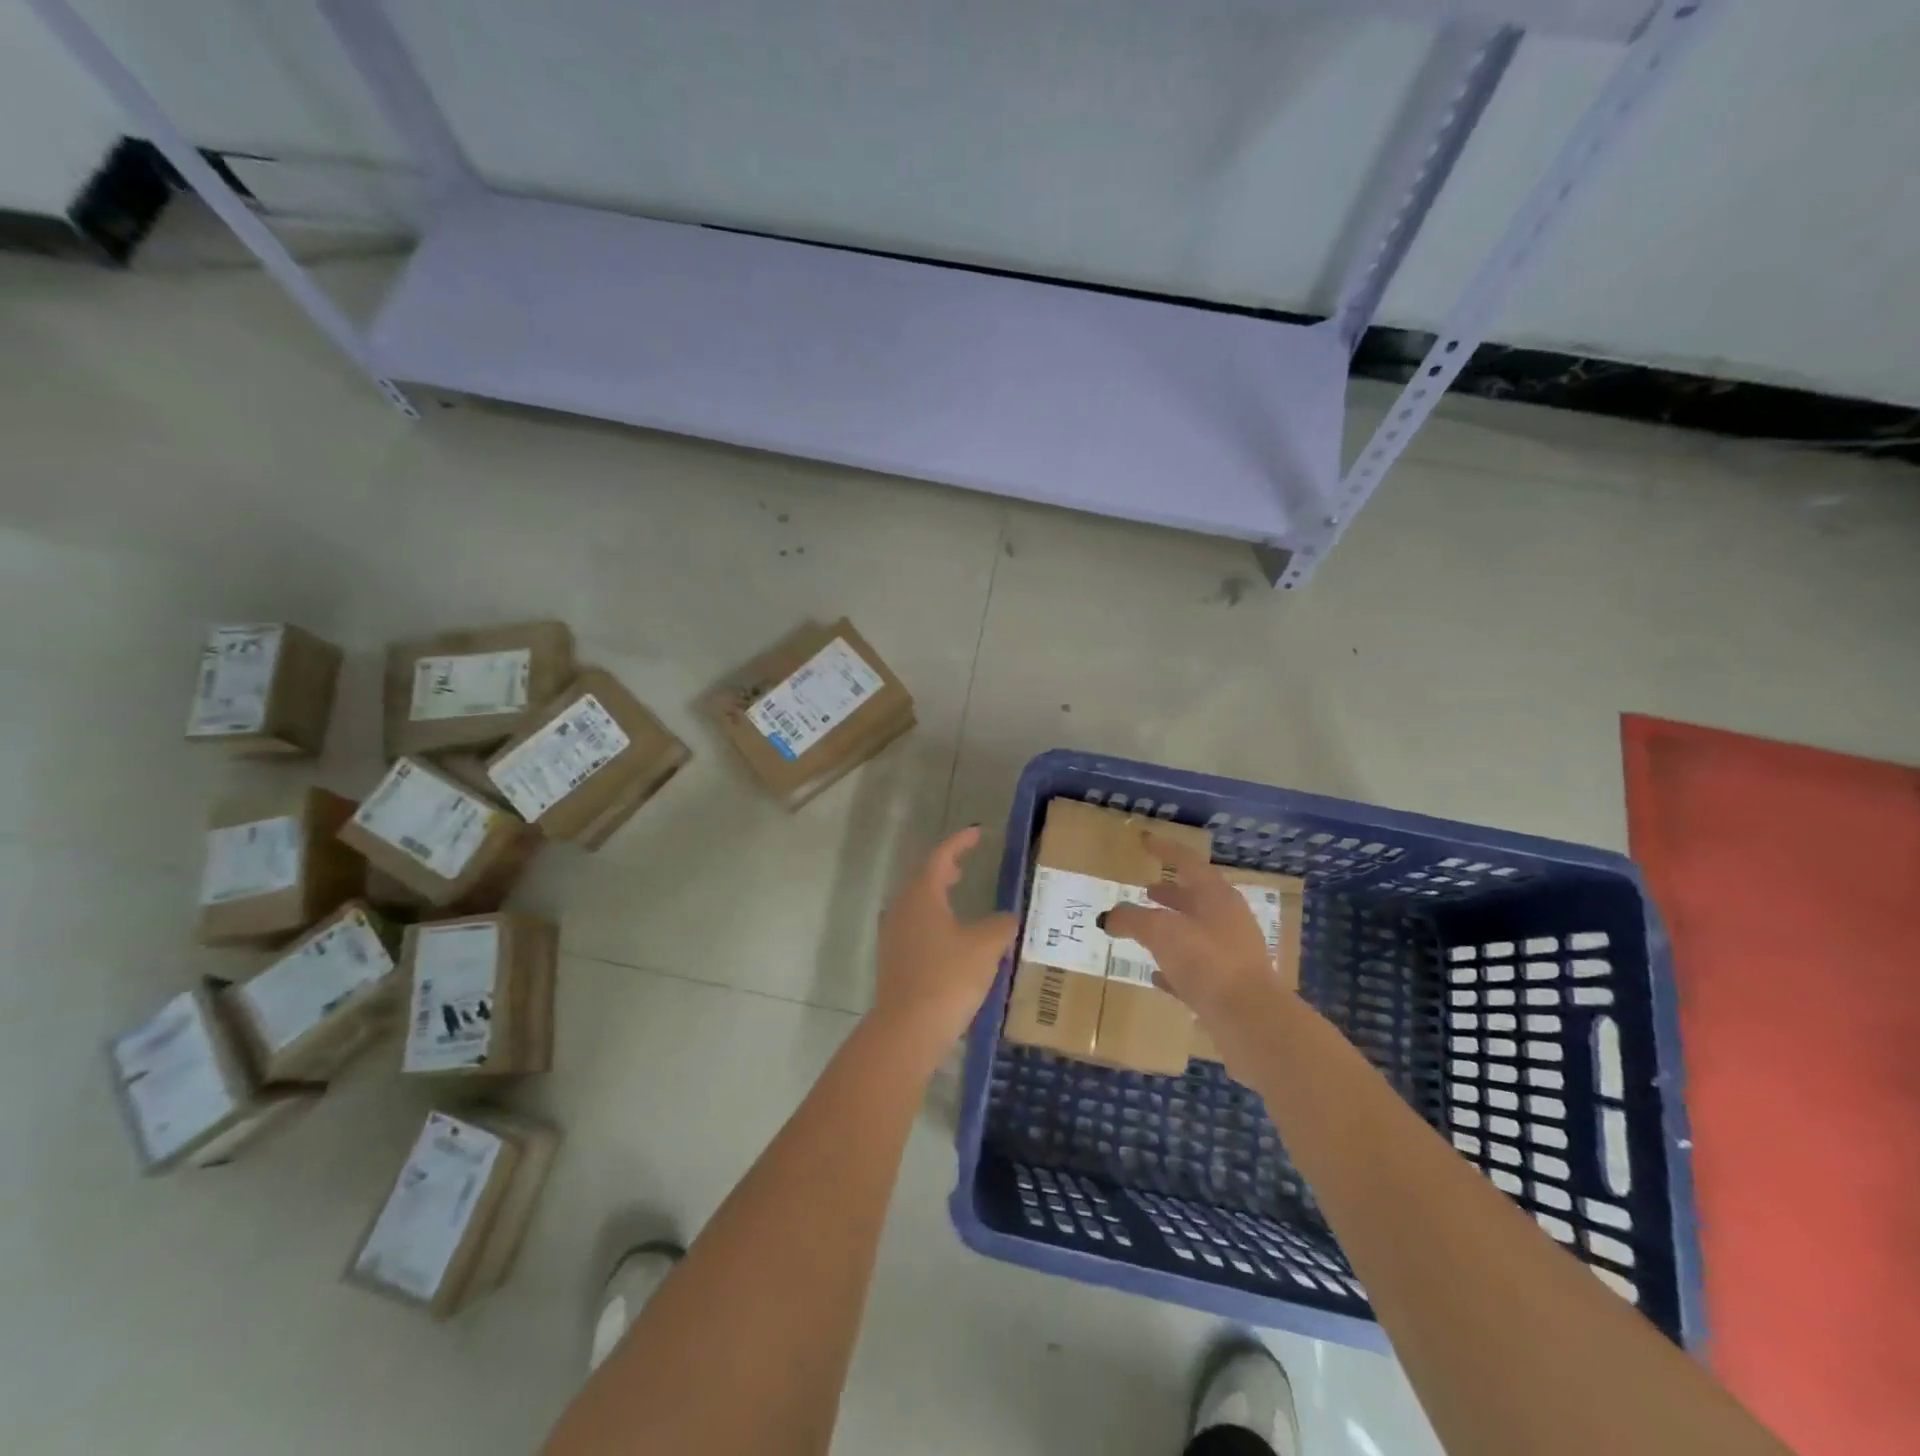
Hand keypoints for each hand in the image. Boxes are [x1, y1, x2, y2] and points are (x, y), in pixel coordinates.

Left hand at [872, 826, 1017, 1056]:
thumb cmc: (948, 977)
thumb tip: (1008, 918)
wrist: (908, 1029)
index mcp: (922, 895)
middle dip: (945, 866)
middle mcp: (902, 908)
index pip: (940, 857)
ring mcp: (893, 935)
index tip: (977, 833)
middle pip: (924, 878)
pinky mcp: (894, 960)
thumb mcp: (986, 946)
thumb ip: (1001, 925)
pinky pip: (915, 925)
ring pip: (917, 902)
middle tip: (966, 861)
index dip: (959, 842)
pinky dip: (934, 918)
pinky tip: (951, 934)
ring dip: (938, 893)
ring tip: (958, 892)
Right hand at [1102, 831, 1297, 1055]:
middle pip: (1195, 897)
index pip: (1187, 861)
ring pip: (1195, 932)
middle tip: (1145, 889)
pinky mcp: (1228, 986)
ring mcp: (1231, 953)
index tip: (1145, 840)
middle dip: (1169, 892)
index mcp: (1216, 896)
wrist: (1250, 1020)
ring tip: (1144, 930)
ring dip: (1171, 928)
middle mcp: (1227, 919)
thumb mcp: (1159, 931)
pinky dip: (1174, 966)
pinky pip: (1195, 969)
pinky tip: (1155, 975)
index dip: (1164, 849)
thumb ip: (1130, 918)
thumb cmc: (1206, 961)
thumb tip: (1106, 917)